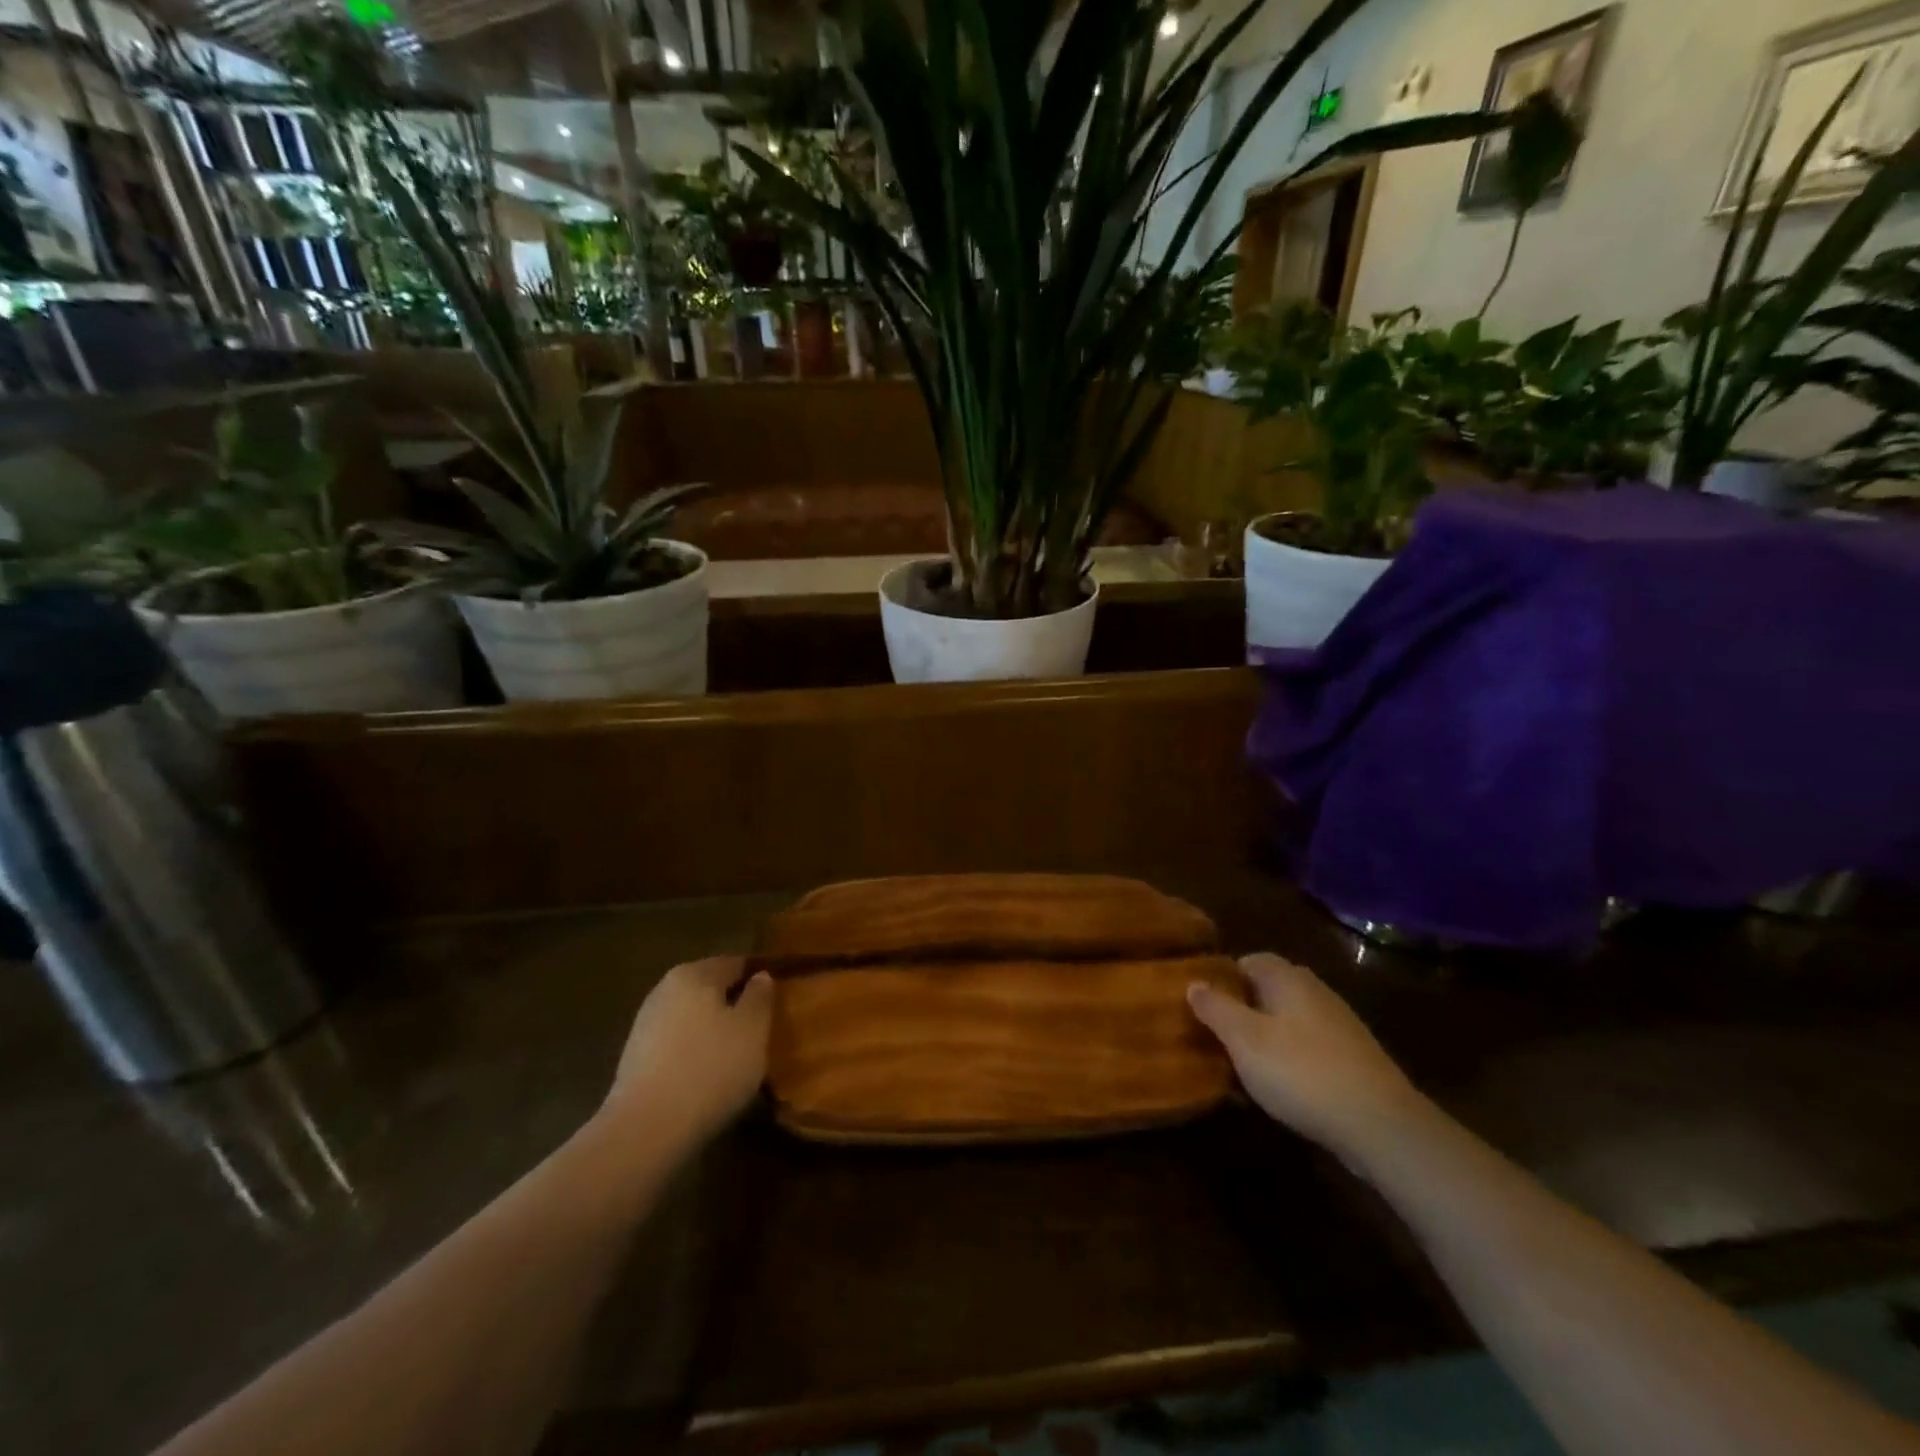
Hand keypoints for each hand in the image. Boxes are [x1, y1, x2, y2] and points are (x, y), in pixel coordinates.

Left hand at [600, 957, 774, 1150]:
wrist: (646, 1130)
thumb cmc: (711, 1068)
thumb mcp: (753, 1029)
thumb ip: (760, 996)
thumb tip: (760, 977)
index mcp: (694, 973)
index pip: (735, 963)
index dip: (758, 978)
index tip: (776, 1002)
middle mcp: (664, 990)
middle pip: (710, 989)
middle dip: (733, 1005)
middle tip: (759, 1032)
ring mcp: (645, 1025)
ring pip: (692, 1018)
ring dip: (713, 1032)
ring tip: (736, 1059)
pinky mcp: (634, 1059)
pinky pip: (676, 1045)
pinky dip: (693, 1054)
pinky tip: (707, 1078)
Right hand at [1189, 953, 1425, 1161]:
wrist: (1381, 1126)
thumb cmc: (1301, 1072)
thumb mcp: (1244, 1040)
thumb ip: (1215, 1008)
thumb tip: (1193, 983)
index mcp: (1288, 978)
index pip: (1249, 960)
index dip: (1223, 979)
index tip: (1204, 1006)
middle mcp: (1316, 992)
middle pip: (1270, 991)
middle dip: (1243, 1010)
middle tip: (1218, 1038)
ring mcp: (1340, 1025)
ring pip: (1289, 1022)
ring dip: (1266, 1039)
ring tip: (1244, 1068)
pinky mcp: (1355, 1059)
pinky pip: (1310, 1049)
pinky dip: (1291, 1062)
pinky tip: (1281, 1090)